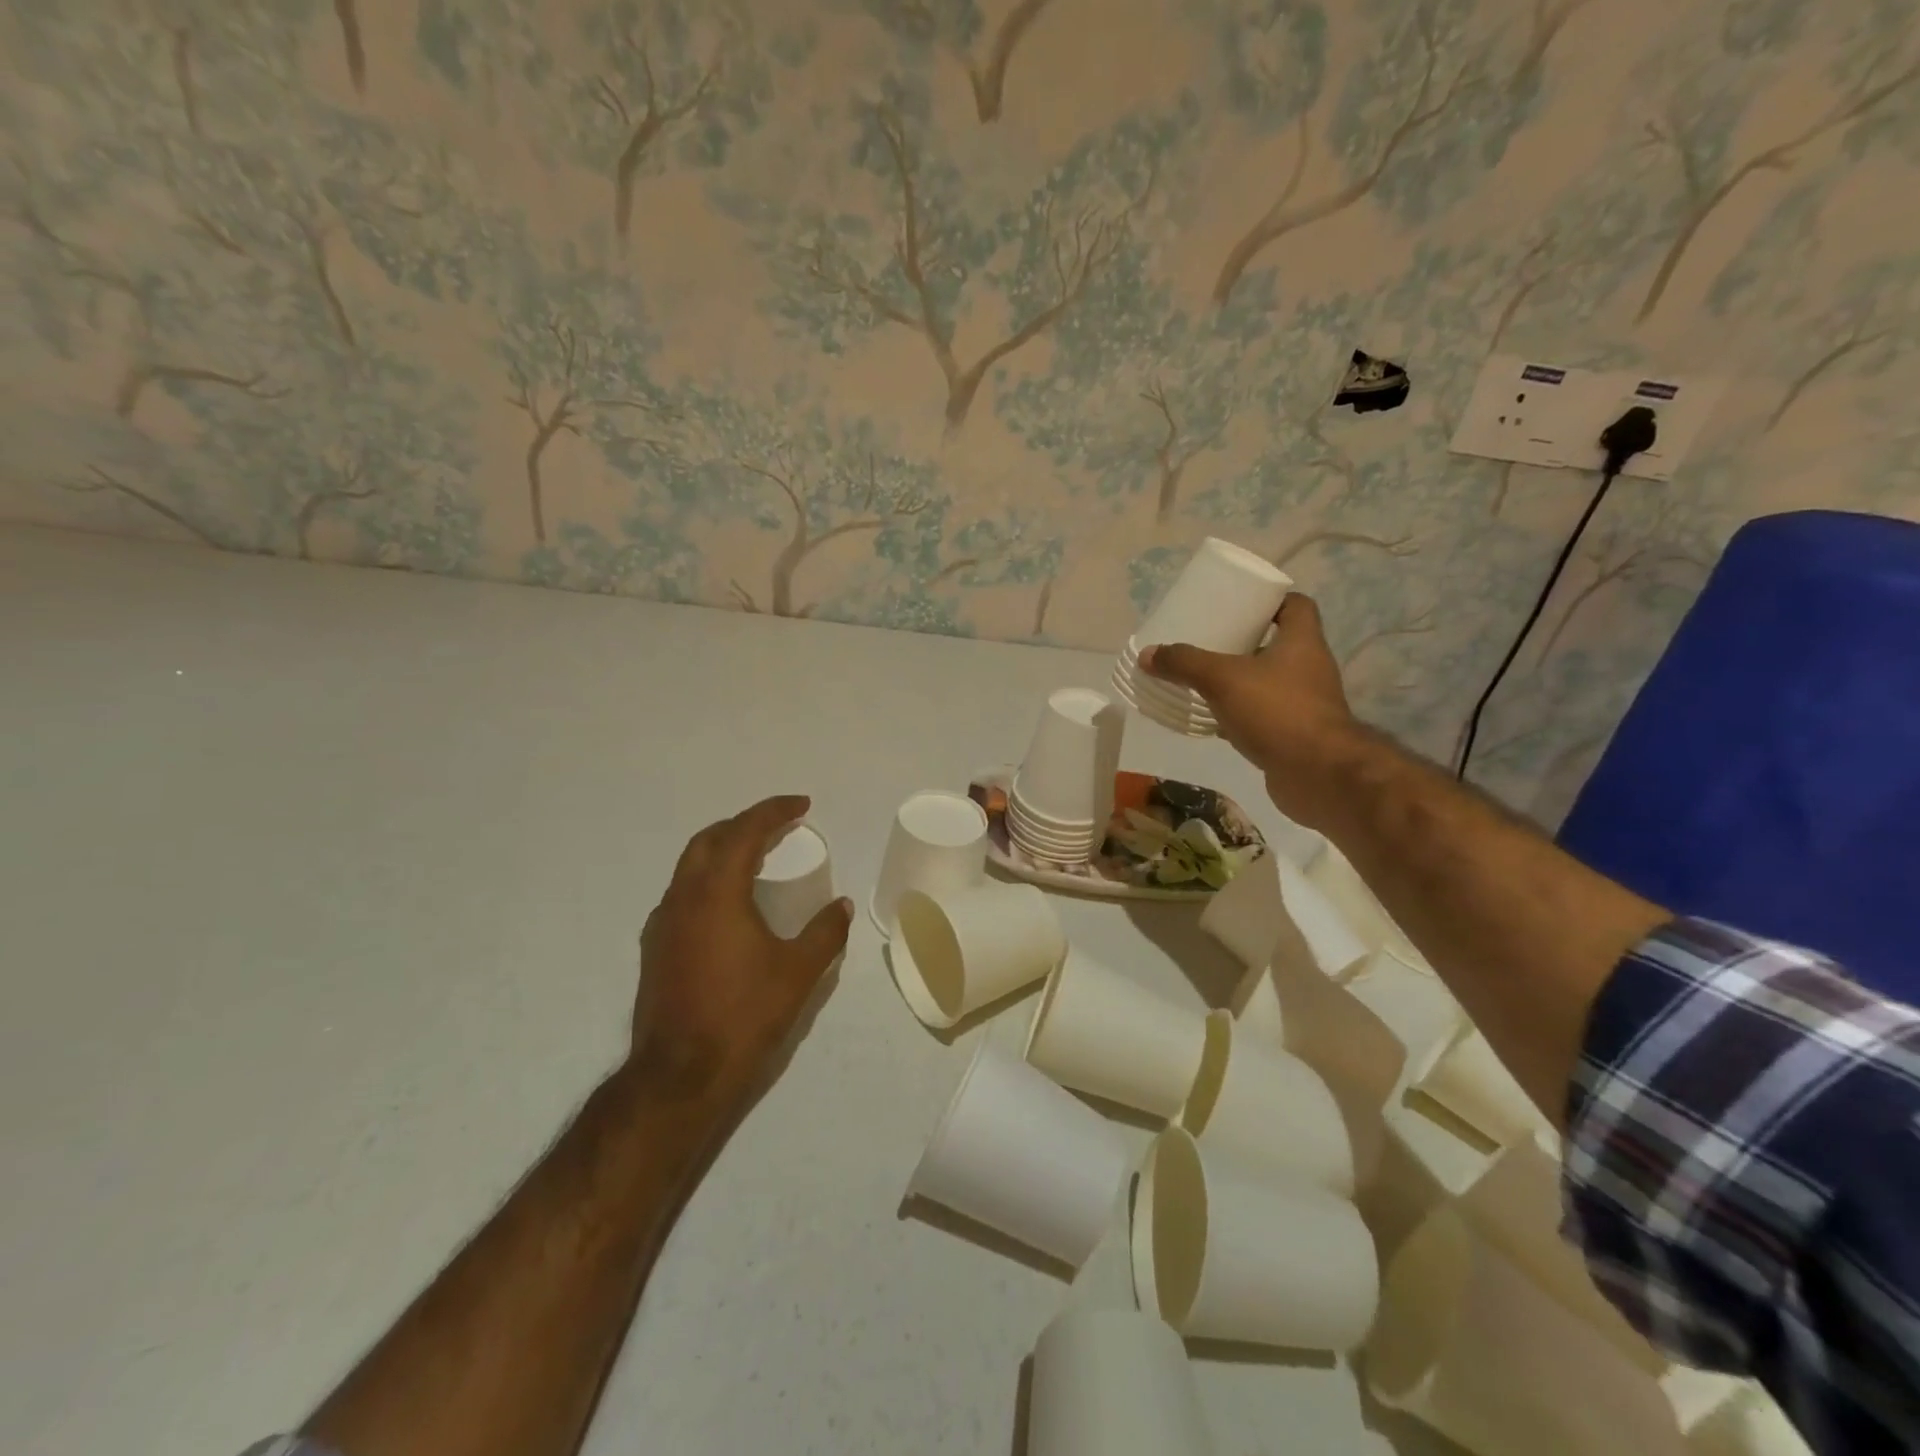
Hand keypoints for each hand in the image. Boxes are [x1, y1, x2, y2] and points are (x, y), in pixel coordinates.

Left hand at [629, 795, 852, 1116]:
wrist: (679, 1075)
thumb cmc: (743, 1015)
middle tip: (778, 827)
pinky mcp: (654, 948)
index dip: (774, 811)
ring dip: (723, 851)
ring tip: (756, 859)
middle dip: (744, 824)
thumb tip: (841, 905)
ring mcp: (663, 923)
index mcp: (717, 893)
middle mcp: (683, 897)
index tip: (801, 805)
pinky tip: (728, 907)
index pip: (745, 832)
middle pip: (709, 840)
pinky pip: (682, 894)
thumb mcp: (798, 973)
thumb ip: (824, 933)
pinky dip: (708, 881)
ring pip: (690, 866)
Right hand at [1140, 594, 1365, 829]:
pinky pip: (1264, 714)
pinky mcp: (1295, 733)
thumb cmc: (1277, 711)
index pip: (1296, 606)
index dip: (1270, 600)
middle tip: (1209, 640)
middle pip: (1278, 643)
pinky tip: (1213, 718)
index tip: (1239, 604)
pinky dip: (1240, 713)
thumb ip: (1185, 664)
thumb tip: (1148, 654)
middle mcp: (1309, 667)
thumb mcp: (1222, 679)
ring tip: (1204, 678)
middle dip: (1244, 641)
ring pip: (1269, 681)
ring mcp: (1305, 703)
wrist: (1318, 774)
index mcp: (1302, 642)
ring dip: (1241, 679)